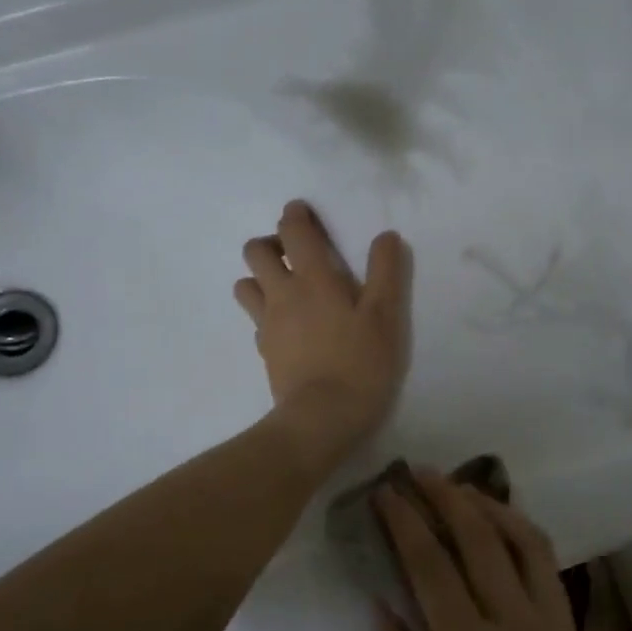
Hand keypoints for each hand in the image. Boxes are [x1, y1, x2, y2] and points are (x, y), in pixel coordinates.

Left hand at [233, 200, 412, 473]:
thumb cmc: (360, 363)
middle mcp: (282, 294)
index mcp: (312, 279)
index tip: (304, 212)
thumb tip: (385, 236)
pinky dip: (265, 313)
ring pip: (245, 284)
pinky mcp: (264, 350)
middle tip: (296, 254)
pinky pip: (255, 320)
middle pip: (255, 252)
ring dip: (260, 277)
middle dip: (272, 243)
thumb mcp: (385, 316)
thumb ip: (386, 272)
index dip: (296, 215)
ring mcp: (267, 324)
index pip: (293, 231)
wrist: (322, 417)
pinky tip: (287, 326)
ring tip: (287, 288)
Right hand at [374, 470, 625, 630]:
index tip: (385, 492)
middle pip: (477, 539)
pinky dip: (521, 529)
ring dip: (487, 504)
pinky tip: (500, 521)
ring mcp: (547, 618)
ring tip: (457, 486)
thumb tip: (379, 601)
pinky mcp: (566, 623)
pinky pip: (546, 561)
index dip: (405, 523)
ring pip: (520, 539)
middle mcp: (514, 622)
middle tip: (417, 470)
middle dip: (444, 497)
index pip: (432, 567)